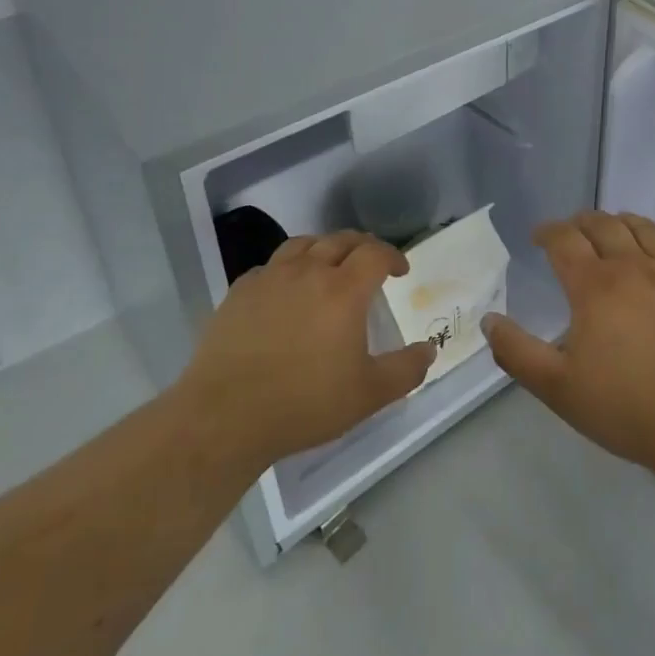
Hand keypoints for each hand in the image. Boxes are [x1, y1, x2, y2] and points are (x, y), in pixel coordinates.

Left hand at [177, 232, 436, 473]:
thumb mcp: (368, 395)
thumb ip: (405, 370)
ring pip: (303, 244)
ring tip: (329, 265)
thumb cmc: (304, 403)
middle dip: (363, 246)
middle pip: (341, 240)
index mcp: (343, 290)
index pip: (375, 253)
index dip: (393, 255)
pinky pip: (271, 265)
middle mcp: (308, 271)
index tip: (400, 270)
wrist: (225, 415)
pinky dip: (288, 268)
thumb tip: (429, 350)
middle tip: (371, 263)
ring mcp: (270, 277)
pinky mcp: (240, 290)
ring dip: (324, 248)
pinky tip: (287, 290)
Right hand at [482, 212, 654, 477]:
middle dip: (580, 222)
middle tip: (570, 232)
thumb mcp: (558, 388)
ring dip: (618, 222)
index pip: (564, 240)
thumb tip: (489, 321)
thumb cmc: (627, 406)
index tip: (538, 237)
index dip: (547, 232)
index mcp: (594, 285)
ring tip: (611, 229)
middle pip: (602, 224)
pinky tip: (654, 255)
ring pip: (642, 228)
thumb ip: (517, 353)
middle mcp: (632, 266)